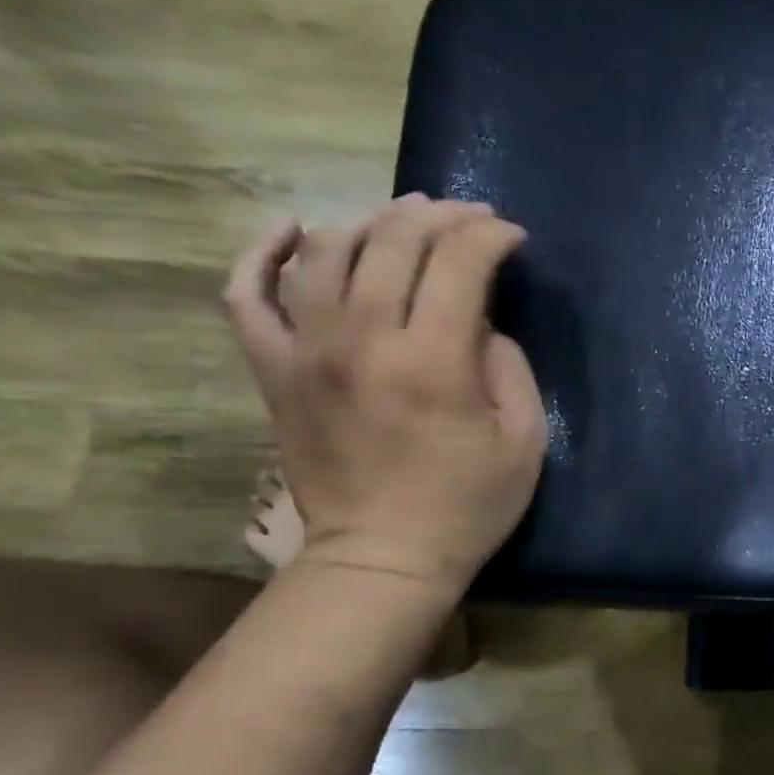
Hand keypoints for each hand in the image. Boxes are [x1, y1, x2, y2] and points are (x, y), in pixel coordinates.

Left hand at [223, 193, 547, 597]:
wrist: (383, 558)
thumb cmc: (469, 504)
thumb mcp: (525, 438)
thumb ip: (509, 365)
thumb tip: (480, 321)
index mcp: (434, 361)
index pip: (460, 261)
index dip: (491, 236)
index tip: (513, 239)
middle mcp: (363, 339)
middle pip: (394, 241)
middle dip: (441, 216)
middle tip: (470, 219)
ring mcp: (306, 352)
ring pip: (327, 250)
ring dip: (372, 221)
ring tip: (404, 220)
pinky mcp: (273, 371)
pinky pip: (248, 295)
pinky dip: (264, 253)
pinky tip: (293, 230)